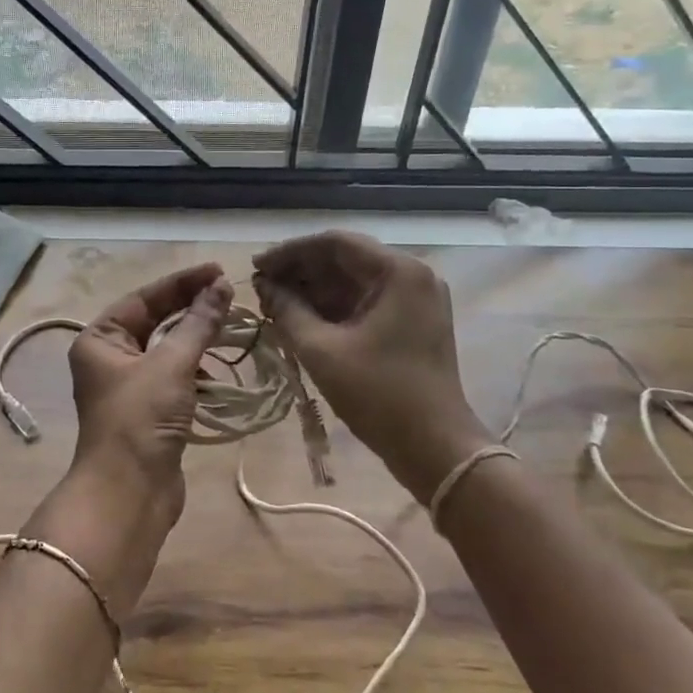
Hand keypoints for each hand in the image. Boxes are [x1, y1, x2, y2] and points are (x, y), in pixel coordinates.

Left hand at [61, 262, 233, 530]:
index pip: (144, 298)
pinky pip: (174, 379)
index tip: (218, 272)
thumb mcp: (172, 364)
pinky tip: (216, 375)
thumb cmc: (140, 419)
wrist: (128, 495)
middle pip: (155, 321)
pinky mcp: (148, 412)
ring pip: (167, 351)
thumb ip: (198, 323)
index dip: (182, 283)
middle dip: (191, 310)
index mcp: (100, 339)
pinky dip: (195, 373)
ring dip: (195, 341)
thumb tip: (221, 287)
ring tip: (229, 330)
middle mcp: (109, 358)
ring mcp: (128, 387)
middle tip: (228, 296)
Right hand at [253, 232, 488, 500]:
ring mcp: (416, 300)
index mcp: (398, 272)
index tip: (256, 267)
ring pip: (353, 282)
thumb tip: (263, 286)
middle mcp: (412, 275)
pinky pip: (365, 303)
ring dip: (314, 291)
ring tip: (274, 305)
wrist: (436, 449)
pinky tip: (301, 319)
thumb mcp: (321, 350)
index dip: (290, 252)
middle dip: (300, 273)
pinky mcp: (413, 323)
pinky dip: (333, 308)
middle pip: (345, 260)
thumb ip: (287, 310)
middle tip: (261, 288)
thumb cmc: (379, 395)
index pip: (334, 243)